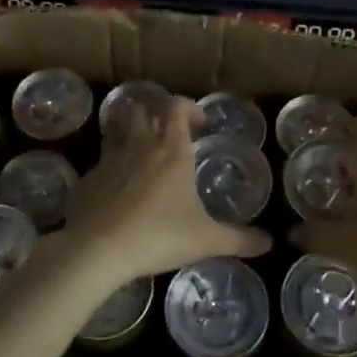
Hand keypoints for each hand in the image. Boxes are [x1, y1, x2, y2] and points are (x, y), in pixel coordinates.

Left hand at [60, 97, 269, 288]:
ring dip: (129, 129)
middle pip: (142, 107)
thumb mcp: (206, 240)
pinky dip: (112, 165)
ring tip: (143, 150)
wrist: (97, 249)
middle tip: (169, 131)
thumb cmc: (158, 236)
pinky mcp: (87, 178)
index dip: (188, 107)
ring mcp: (108, 159)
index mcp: (170, 149)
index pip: (176, 106)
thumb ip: (239, 240)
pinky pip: (101, 160)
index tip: (199, 122)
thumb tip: (269, 243)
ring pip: (117, 127)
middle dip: (155, 111)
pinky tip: (120, 189)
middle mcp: (138, 144)